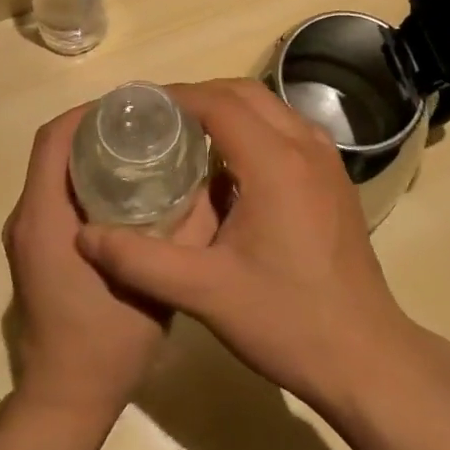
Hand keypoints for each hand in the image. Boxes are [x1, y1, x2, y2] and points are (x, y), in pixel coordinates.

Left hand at [2, 105, 212, 442]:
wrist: (65, 400)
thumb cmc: (108, 341)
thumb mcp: (158, 282)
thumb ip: (186, 231)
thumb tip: (211, 182)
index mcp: (45, 218)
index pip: (53, 139)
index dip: (88, 112)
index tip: (131, 105)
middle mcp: (28, 219)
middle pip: (54, 149)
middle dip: (95, 127)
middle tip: (147, 123)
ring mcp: (28, 237)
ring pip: (54, 172)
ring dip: (90, 152)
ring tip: (143, 147)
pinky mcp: (37, 251)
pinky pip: (57, 196)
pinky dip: (86, 180)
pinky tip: (129, 189)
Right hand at [76, 79, 423, 417]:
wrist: (364, 355)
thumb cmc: (286, 321)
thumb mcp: (204, 293)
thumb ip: (139, 261)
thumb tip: (85, 238)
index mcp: (276, 162)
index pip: (219, 102)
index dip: (175, 98)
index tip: (137, 109)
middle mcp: (306, 146)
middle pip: (246, 94)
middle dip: (199, 97)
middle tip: (156, 121)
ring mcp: (327, 159)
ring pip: (271, 109)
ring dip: (228, 110)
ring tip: (185, 136)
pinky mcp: (335, 178)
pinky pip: (288, 131)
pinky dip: (254, 130)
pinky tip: (228, 167)